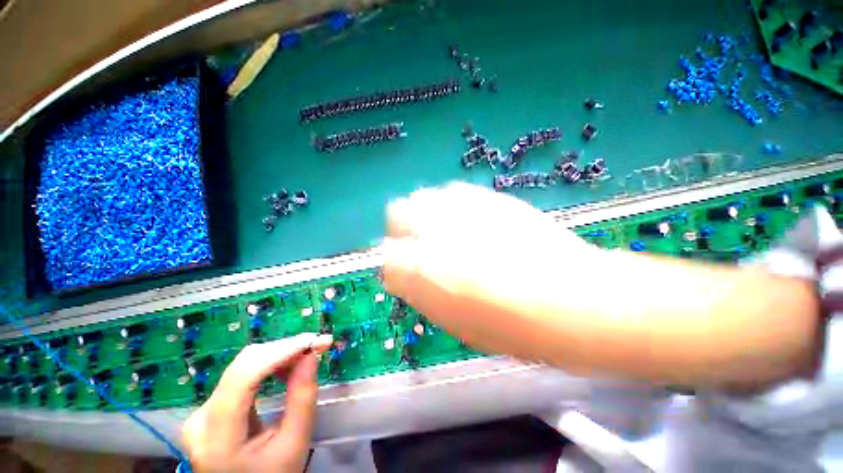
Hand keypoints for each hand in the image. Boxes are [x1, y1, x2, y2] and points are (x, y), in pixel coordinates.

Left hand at [182, 333, 332, 472]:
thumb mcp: (294, 444)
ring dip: (280, 354)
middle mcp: (201, 417)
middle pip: (244, 366)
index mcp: (217, 437)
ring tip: (307, 355)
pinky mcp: (210, 407)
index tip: (314, 340)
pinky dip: (271, 364)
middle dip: (285, 349)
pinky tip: (288, 366)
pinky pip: (243, 373)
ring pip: (245, 365)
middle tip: (318, 345)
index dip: (281, 351)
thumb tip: (311, 354)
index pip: (244, 377)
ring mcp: (202, 411)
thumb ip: (302, 399)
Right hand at [381, 182, 597, 361]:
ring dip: (426, 213)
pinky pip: (452, 191)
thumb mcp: (456, 323)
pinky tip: (469, 219)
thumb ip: (424, 293)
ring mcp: (460, 209)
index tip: (409, 271)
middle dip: (403, 229)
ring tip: (446, 229)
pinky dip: (451, 205)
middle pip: (396, 214)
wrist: (572, 299)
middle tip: (422, 243)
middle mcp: (432, 232)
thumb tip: (411, 275)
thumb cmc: (510, 328)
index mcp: (420, 271)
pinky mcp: (487, 197)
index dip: (397, 265)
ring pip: (422, 196)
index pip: (387, 258)